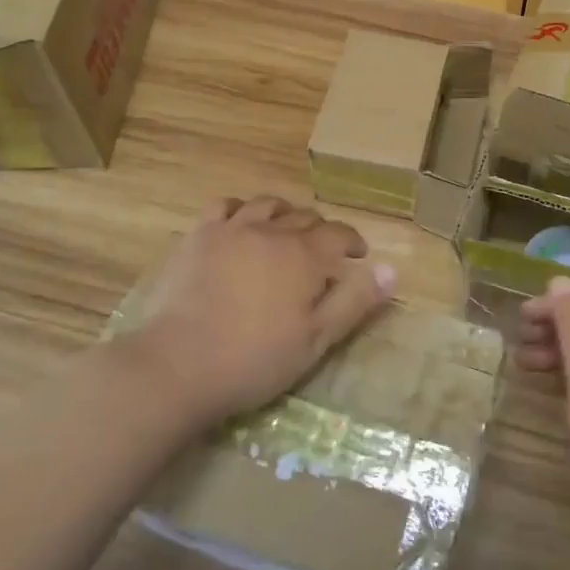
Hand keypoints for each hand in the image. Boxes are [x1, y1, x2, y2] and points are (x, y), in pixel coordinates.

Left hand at [120, 194, 396, 426]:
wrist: (177, 365)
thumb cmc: (253, 360)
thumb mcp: (315, 341)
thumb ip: (355, 302)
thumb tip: (392, 270)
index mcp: (304, 255)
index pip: (339, 234)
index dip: (352, 241)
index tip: (358, 255)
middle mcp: (272, 230)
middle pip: (305, 217)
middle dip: (321, 230)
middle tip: (323, 251)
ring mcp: (232, 228)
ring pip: (268, 205)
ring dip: (284, 214)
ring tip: (285, 230)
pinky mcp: (199, 235)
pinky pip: (225, 206)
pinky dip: (241, 209)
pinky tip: (241, 223)